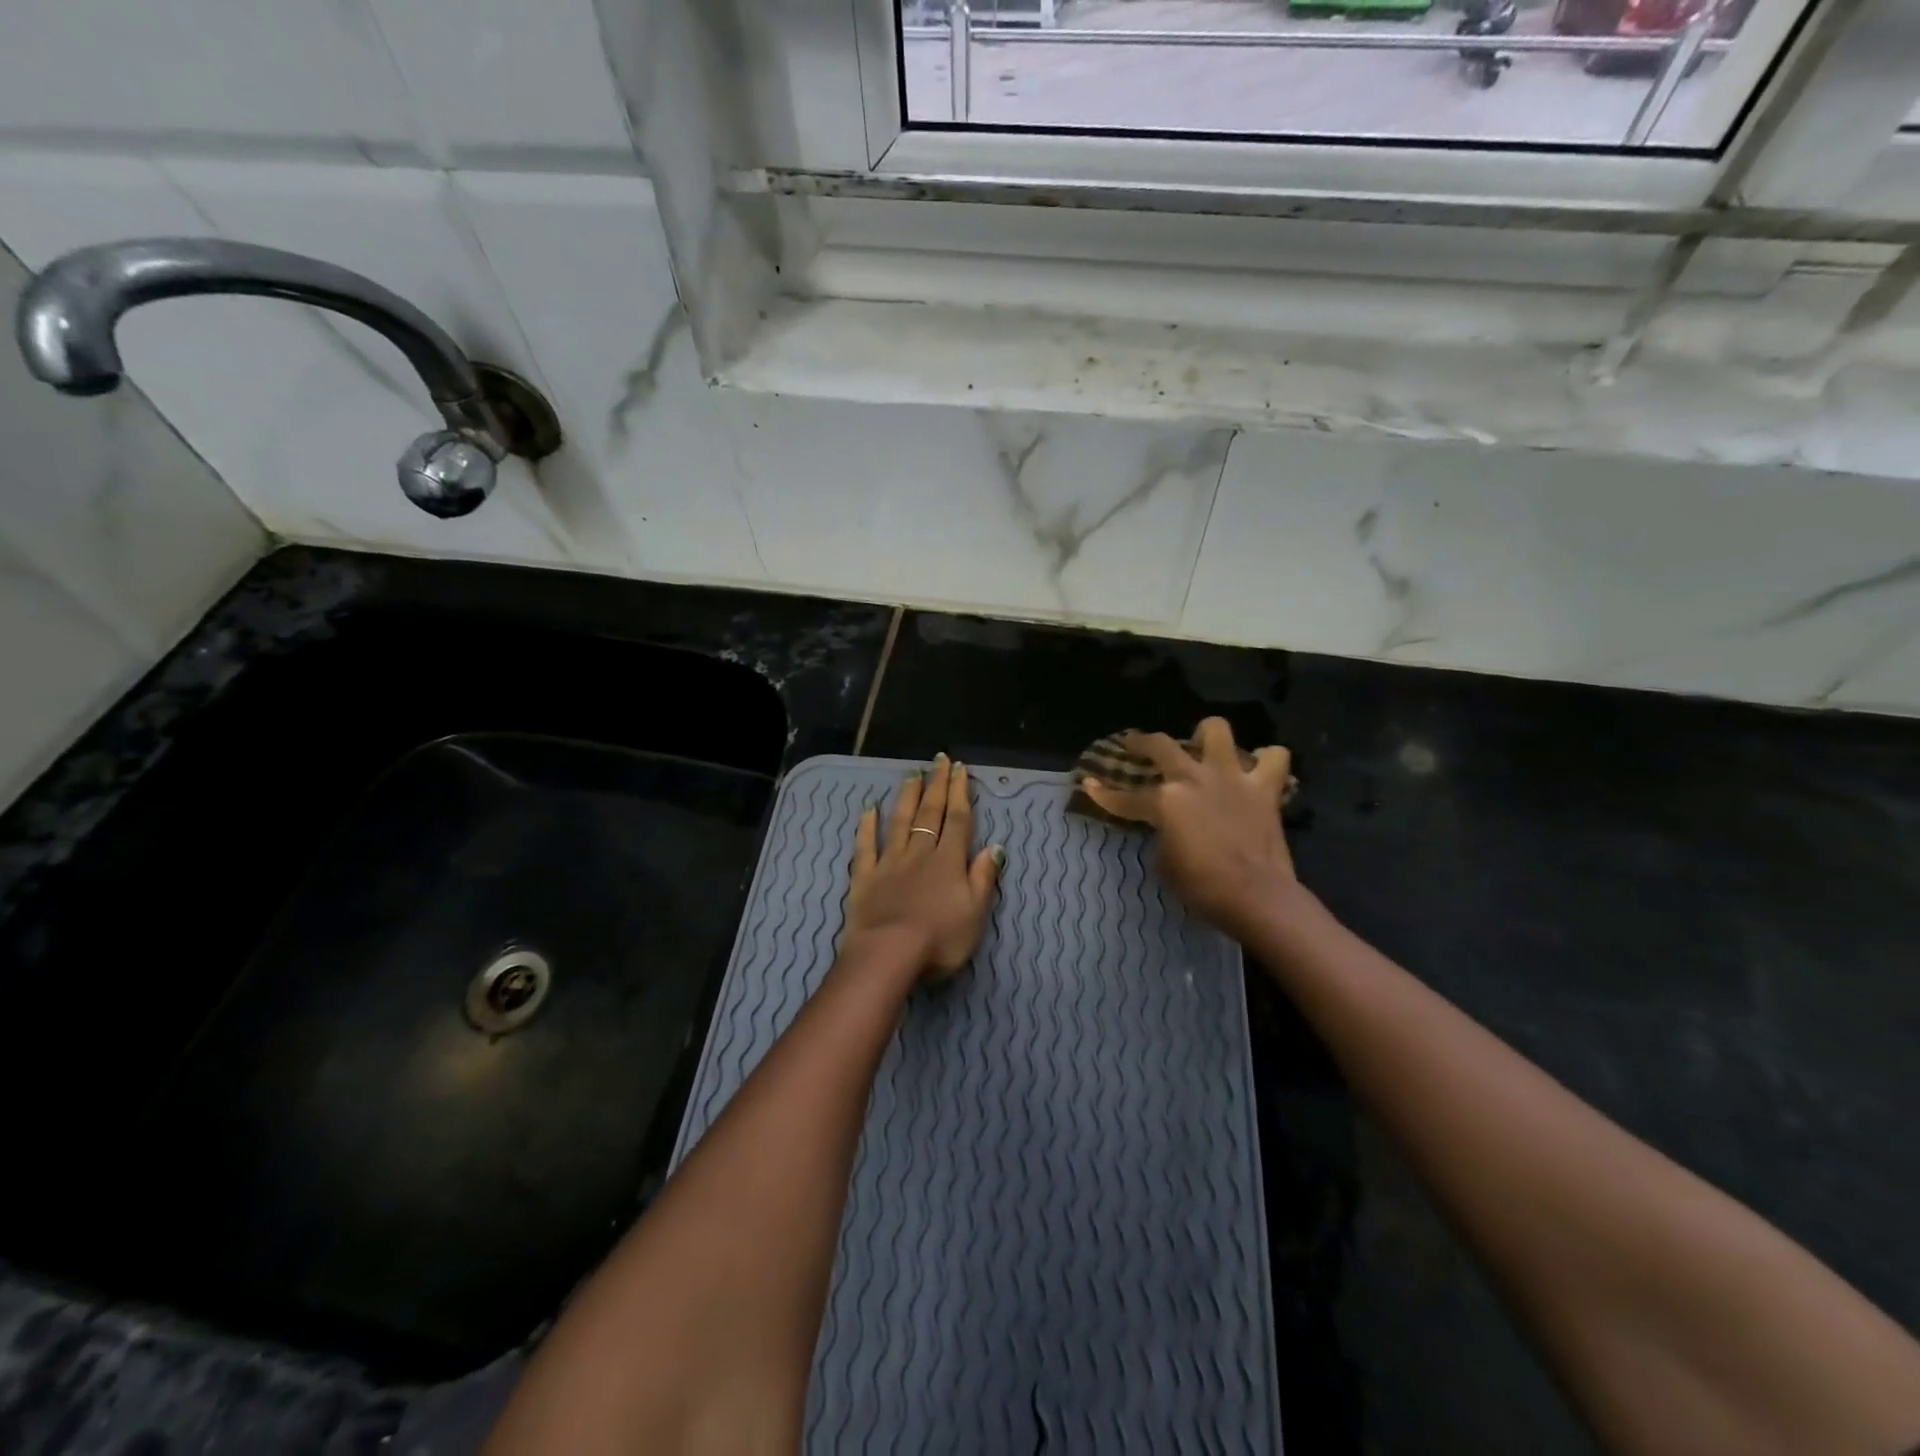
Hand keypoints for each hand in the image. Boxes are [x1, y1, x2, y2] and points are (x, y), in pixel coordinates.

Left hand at [844, 754, 1004, 982]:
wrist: (889, 953)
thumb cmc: (940, 938)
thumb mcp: (976, 912)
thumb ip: (984, 877)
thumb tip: (995, 846)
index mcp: (949, 861)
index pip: (957, 819)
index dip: (960, 793)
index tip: (959, 768)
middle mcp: (920, 853)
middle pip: (929, 813)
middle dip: (936, 785)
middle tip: (938, 760)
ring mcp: (890, 863)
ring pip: (899, 822)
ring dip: (906, 797)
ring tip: (912, 775)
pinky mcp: (864, 877)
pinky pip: (866, 846)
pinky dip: (867, 826)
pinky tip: (869, 809)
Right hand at [1081, 718, 1294, 939]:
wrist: (1256, 896)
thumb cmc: (1202, 886)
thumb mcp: (1164, 863)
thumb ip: (1162, 834)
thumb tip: (1168, 827)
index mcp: (1164, 801)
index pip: (1124, 797)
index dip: (1103, 794)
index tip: (1088, 785)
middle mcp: (1193, 778)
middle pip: (1160, 745)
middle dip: (1141, 742)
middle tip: (1136, 744)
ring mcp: (1230, 777)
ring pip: (1216, 730)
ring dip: (1207, 735)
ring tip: (1204, 747)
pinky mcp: (1264, 788)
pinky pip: (1274, 758)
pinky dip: (1266, 760)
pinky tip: (1256, 769)